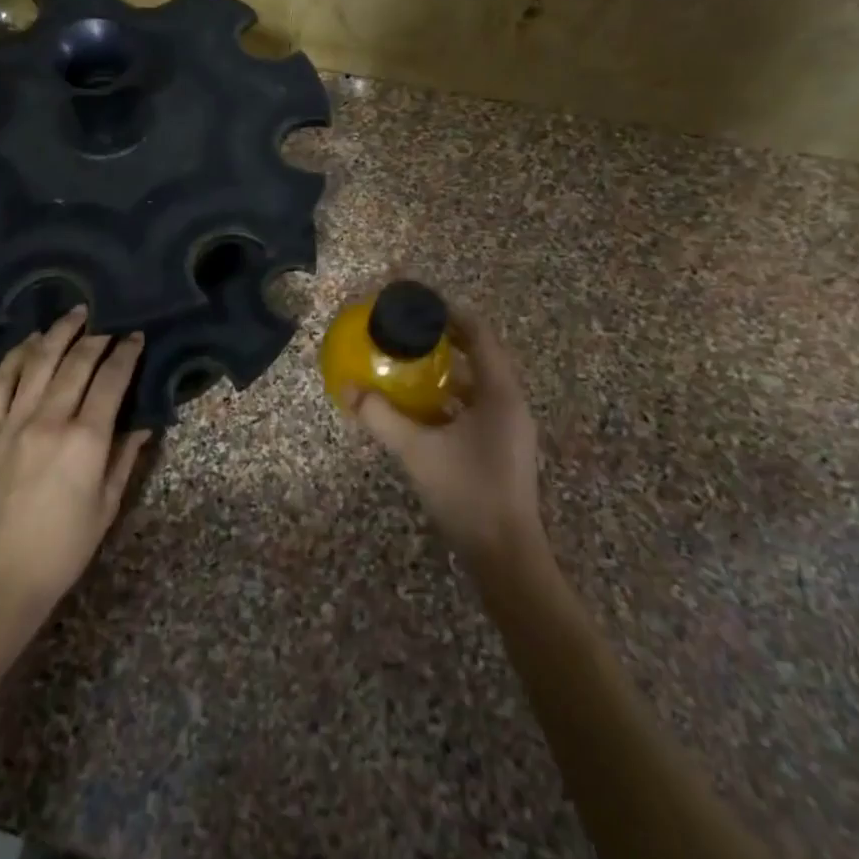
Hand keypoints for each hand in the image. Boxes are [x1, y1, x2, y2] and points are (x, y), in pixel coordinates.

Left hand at [0, 308, 151, 613]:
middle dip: (96, 336)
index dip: (126, 353)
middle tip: (108, 320)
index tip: (136, 336)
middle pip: (76, 362)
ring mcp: (11, 421)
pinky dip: (16, 356)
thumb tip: (143, 423)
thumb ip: (125, 458)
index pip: (111, 380)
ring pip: (38, 362)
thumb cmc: (62, 548)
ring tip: (74, 314)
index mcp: (86, 440)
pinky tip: (29, 342)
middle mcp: (49, 419)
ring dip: (58, 334)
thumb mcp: (107, 506)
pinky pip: (0, 382)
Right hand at [347, 306, 544, 568]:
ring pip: (479, 385)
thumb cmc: (467, 492)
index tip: (422, 304)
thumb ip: (381, 417)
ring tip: (412, 363)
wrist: (505, 555)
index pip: (481, 335)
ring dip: (449, 371)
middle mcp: (510, 404)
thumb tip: (347, 388)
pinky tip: (423, 409)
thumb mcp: (417, 451)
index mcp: (500, 393)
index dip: (453, 314)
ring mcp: (509, 428)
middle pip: (481, 356)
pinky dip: (452, 399)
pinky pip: (477, 408)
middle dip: (447, 340)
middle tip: (410, 331)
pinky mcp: (502, 449)